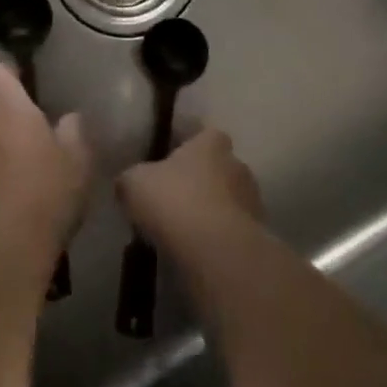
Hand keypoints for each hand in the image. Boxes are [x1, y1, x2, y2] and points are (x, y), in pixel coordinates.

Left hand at [0, 64, 91, 279]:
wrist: (2, 251)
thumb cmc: (47, 197)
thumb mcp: (78, 162)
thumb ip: (74, 131)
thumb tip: (69, 117)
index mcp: (9, 109)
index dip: (11, 75)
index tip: (28, 85)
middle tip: (18, 116)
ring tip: (10, 149)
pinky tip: (0, 179)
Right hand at [117, 128, 262, 259]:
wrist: (216, 251)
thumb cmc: (174, 201)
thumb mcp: (134, 183)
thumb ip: (131, 178)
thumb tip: (128, 183)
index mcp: (210, 143)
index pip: (203, 134)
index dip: (187, 147)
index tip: (170, 161)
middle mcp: (237, 164)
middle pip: (218, 168)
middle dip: (200, 181)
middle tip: (174, 199)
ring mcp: (252, 201)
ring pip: (228, 200)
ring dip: (212, 211)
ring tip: (185, 231)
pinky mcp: (258, 236)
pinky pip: (233, 231)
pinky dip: (219, 238)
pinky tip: (198, 252)